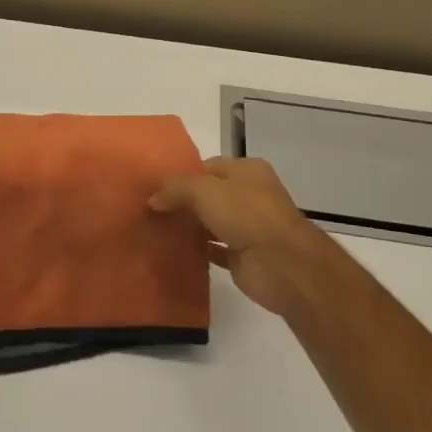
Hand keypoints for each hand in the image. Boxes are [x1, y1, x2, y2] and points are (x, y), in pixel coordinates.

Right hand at [149, 157, 335, 318]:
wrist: (282, 264)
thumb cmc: (246, 214)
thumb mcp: (204, 190)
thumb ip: (175, 189)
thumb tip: (152, 200)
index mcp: (247, 170)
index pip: (207, 167)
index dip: (181, 176)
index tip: (154, 188)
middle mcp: (250, 195)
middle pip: (207, 195)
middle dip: (181, 202)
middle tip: (149, 210)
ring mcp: (248, 227)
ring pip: (209, 222)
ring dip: (187, 226)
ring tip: (154, 229)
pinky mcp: (243, 256)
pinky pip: (213, 249)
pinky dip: (196, 250)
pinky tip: (172, 251)